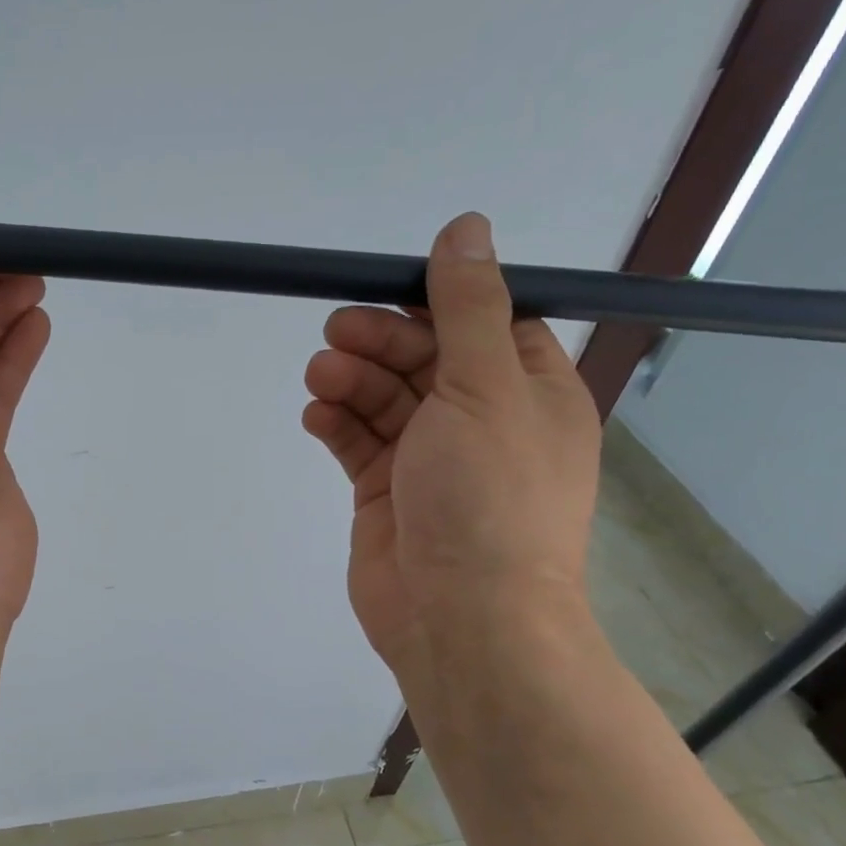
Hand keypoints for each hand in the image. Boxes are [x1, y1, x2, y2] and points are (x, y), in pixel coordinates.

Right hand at [302, 212, 600, 676]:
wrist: (462, 618)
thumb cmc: (489, 497)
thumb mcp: (486, 388)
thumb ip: (469, 307)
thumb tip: (467, 228)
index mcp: (528, 391)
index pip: (485, 323)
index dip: (437, 301)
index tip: (387, 289)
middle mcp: (482, 421)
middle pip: (424, 358)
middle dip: (379, 341)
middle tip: (336, 333)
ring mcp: (431, 459)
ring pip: (385, 399)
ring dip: (351, 381)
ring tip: (320, 377)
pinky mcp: (386, 492)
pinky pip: (359, 443)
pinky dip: (337, 424)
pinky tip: (317, 416)